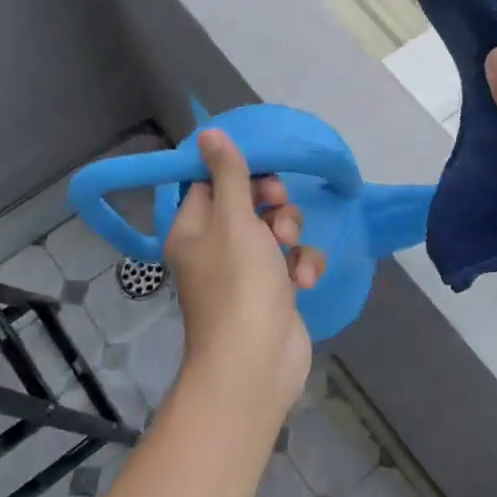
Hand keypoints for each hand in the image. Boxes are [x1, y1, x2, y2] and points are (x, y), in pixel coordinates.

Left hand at [164, 129, 323, 421]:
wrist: (257, 363)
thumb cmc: (239, 284)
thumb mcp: (234, 220)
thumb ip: (229, 175)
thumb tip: (206, 133)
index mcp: (193, 229)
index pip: (209, 183)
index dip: (236, 171)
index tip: (261, 166)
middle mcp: (215, 247)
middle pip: (247, 203)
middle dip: (272, 202)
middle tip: (278, 207)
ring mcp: (246, 272)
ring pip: (275, 230)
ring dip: (291, 233)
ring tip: (290, 250)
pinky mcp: (274, 292)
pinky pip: (291, 262)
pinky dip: (301, 266)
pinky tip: (303, 280)